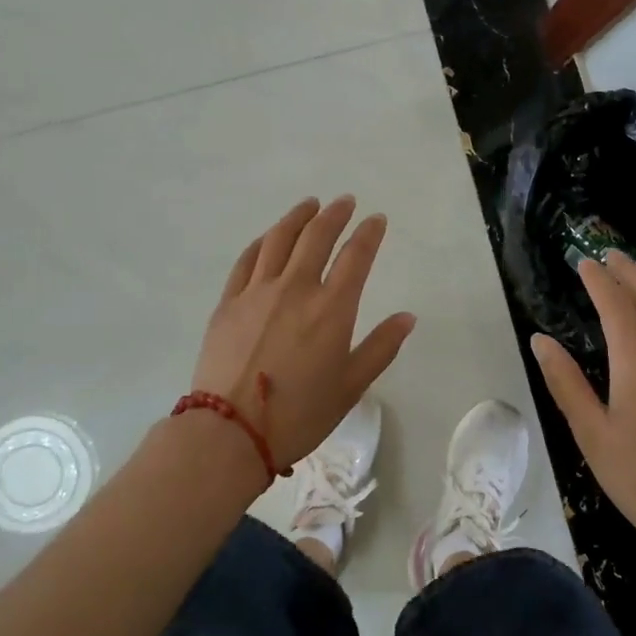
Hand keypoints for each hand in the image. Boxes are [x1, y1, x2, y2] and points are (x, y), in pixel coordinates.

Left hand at [192, 196, 416, 468]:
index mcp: (331, 308)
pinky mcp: (228, 302)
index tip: (376, 219)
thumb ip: (381, 348)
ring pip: (279, 239)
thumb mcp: (351, 387)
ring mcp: (257, 292)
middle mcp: (295, 289)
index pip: (356, 256)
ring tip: (309, 205)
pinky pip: (247, 259)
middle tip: (344, 202)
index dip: (369, 233)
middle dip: (334, 214)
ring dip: (298, 217)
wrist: (230, 432)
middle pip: (317, 237)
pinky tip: (270, 237)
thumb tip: (407, 317)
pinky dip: (263, 241)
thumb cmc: (299, 415)